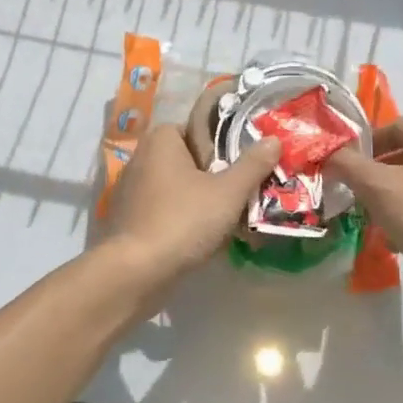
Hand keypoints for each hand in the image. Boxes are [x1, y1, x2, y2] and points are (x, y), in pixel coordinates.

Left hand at [100, 124, 281, 294]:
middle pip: (188, 159)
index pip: (197, 129)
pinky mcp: (128, 219)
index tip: (243, 163)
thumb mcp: (228, 193)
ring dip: (198, 199)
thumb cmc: (182, 221)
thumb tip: (274, 140)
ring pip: (176, 187)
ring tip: (227, 217)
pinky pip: (163, 210)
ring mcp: (130, 190)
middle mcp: (141, 157)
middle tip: (241, 192)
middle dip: (213, 174)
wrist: (134, 274)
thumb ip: (252, 165)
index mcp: (161, 139)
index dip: (222, 144)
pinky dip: (181, 218)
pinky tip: (200, 237)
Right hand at [326, 118, 402, 320]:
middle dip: (374, 172)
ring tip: (370, 217)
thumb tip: (328, 155)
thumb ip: (347, 165)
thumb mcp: (377, 187)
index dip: (366, 141)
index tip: (345, 164)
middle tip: (353, 191)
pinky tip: (395, 239)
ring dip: (389, 195)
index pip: (394, 125)